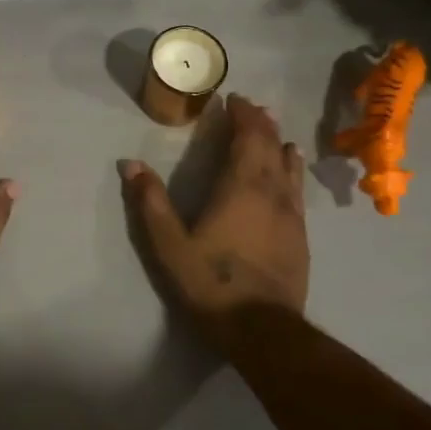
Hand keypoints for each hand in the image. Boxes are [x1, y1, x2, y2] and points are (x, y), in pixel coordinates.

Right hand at [122, 94, 308, 351]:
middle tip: (250, 108)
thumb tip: (130, 163)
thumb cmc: (212, 283)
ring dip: (278, 143)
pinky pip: (297, 189)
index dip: (242, 116)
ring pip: (288, 166)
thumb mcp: (169, 245)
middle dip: (259, 124)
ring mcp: (290, 214)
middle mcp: (271, 192)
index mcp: (240, 187)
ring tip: (273, 131)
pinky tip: (291, 169)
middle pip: (269, 146)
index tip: (233, 99)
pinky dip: (292, 170)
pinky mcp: (300, 236)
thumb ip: (150, 202)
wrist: (263, 330)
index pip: (247, 138)